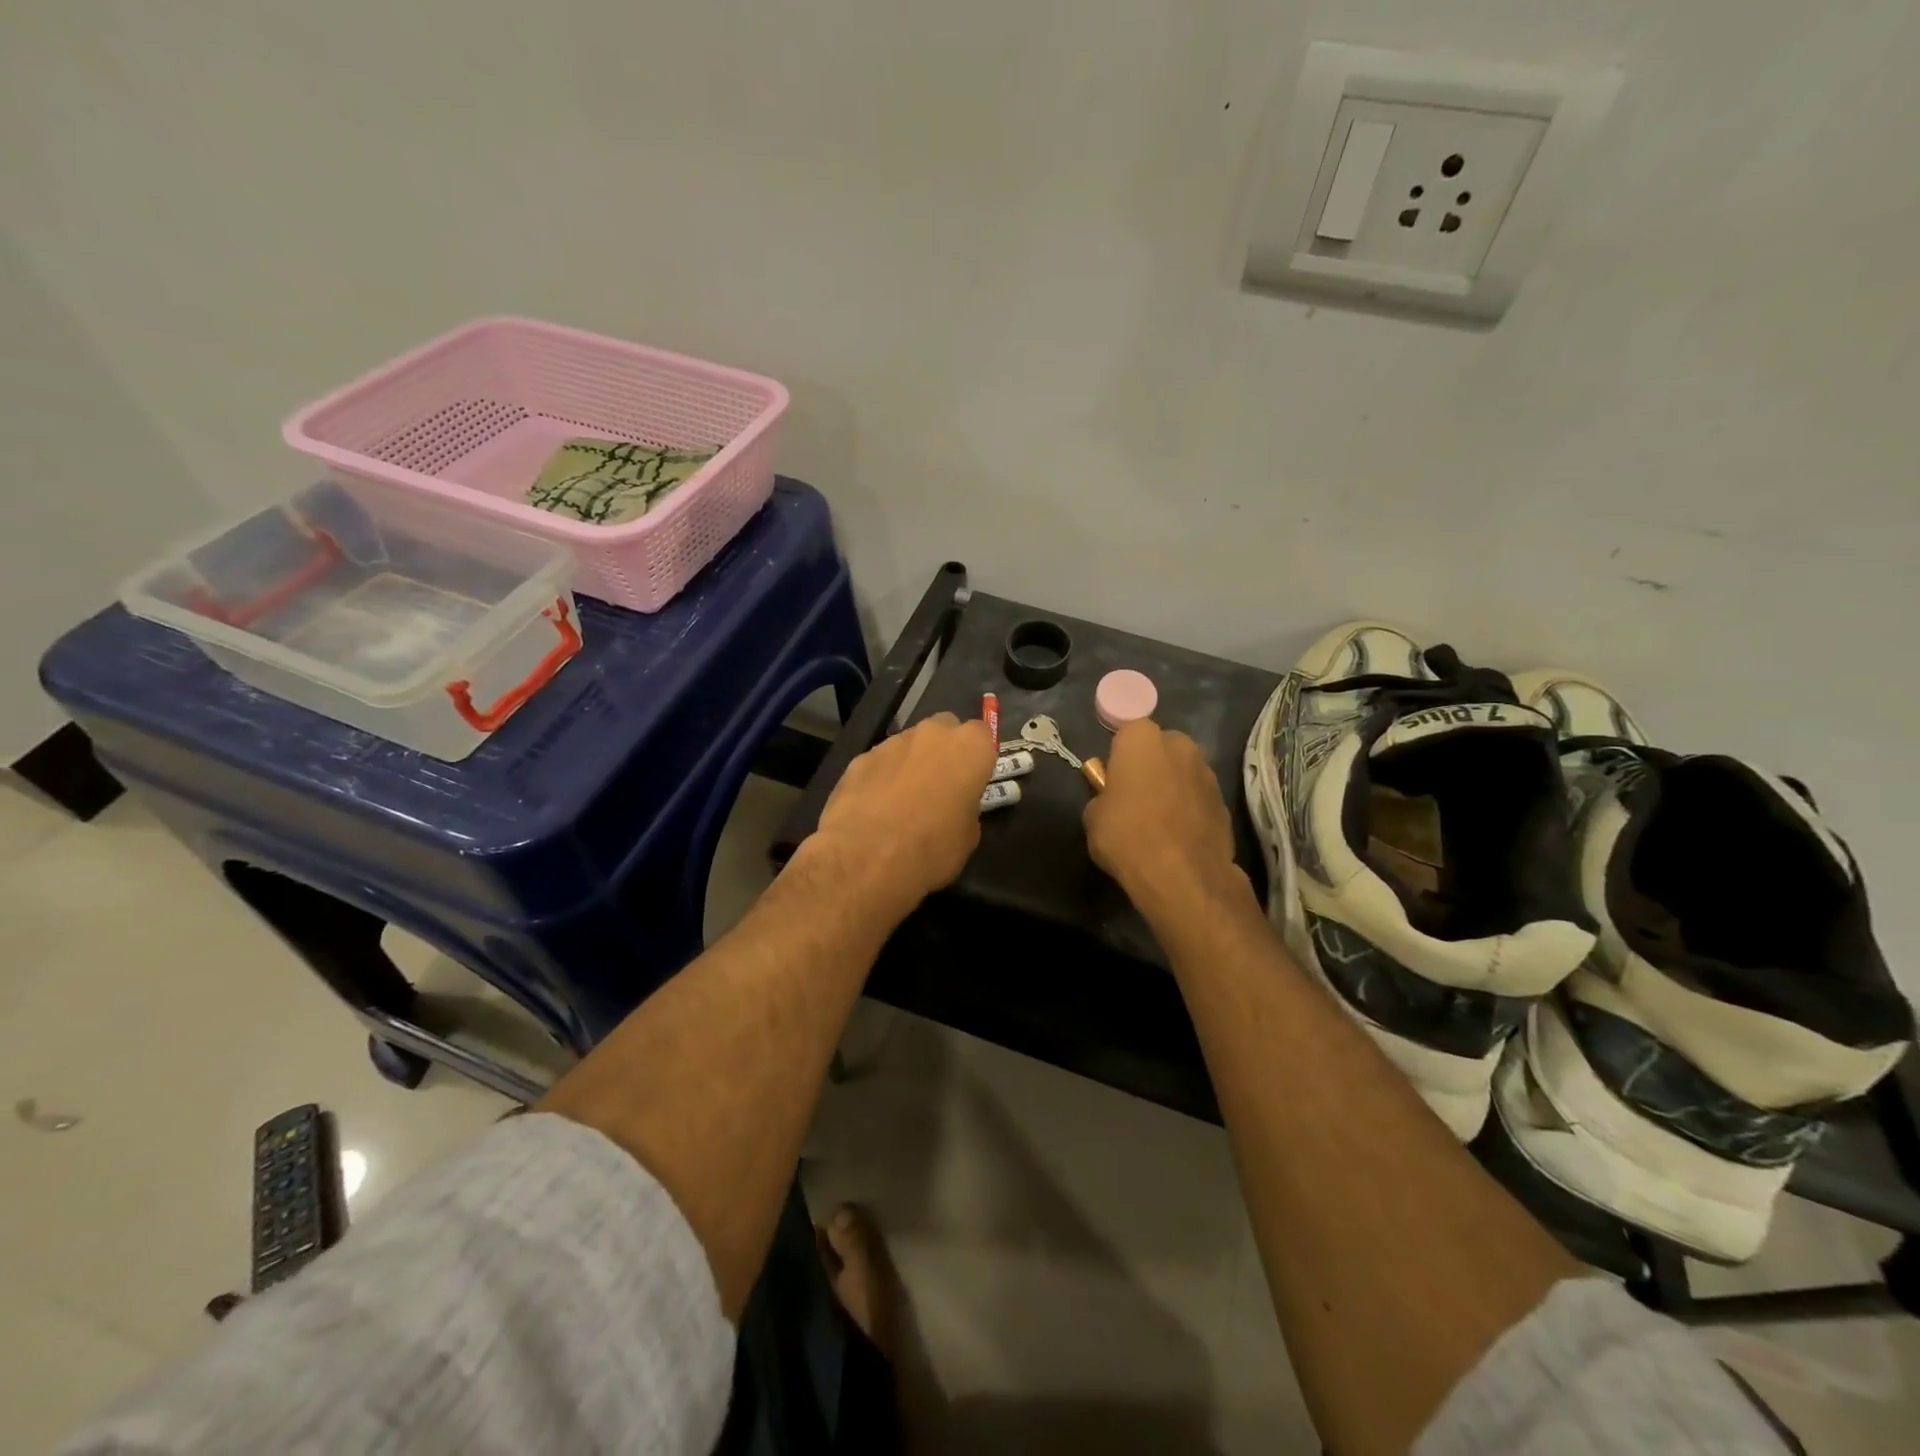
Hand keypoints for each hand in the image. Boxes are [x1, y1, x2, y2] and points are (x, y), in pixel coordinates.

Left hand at [813, 712, 996, 911]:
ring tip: (902, 802)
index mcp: (969, 748)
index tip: (972, 780)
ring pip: (909, 744)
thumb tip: (954, 806)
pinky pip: (880, 762)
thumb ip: (965, 807)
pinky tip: (875, 808)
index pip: (983, 734)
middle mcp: (932, 734)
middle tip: (940, 785)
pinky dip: (882, 777)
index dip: (977, 757)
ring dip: (911, 764)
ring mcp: (892, 742)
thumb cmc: (932, 848)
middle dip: (944, 750)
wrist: (866, 857)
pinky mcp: (860, 758)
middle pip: (945, 728)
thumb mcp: (968, 837)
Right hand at [1085, 720, 1250, 924]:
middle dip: (1151, 765)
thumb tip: (1111, 798)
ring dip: (1172, 786)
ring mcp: (1207, 772)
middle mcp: (1179, 745)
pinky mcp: (1225, 801)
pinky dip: (1190, 808)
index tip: (1114, 778)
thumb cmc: (1127, 836)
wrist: (1181, 875)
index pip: (1127, 732)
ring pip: (1183, 771)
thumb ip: (1102, 796)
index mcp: (1142, 739)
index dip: (1120, 755)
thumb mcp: (1093, 816)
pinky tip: (1179, 835)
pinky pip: (1199, 797)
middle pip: (1161, 747)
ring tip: (1159, 820)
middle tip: (1136, 796)